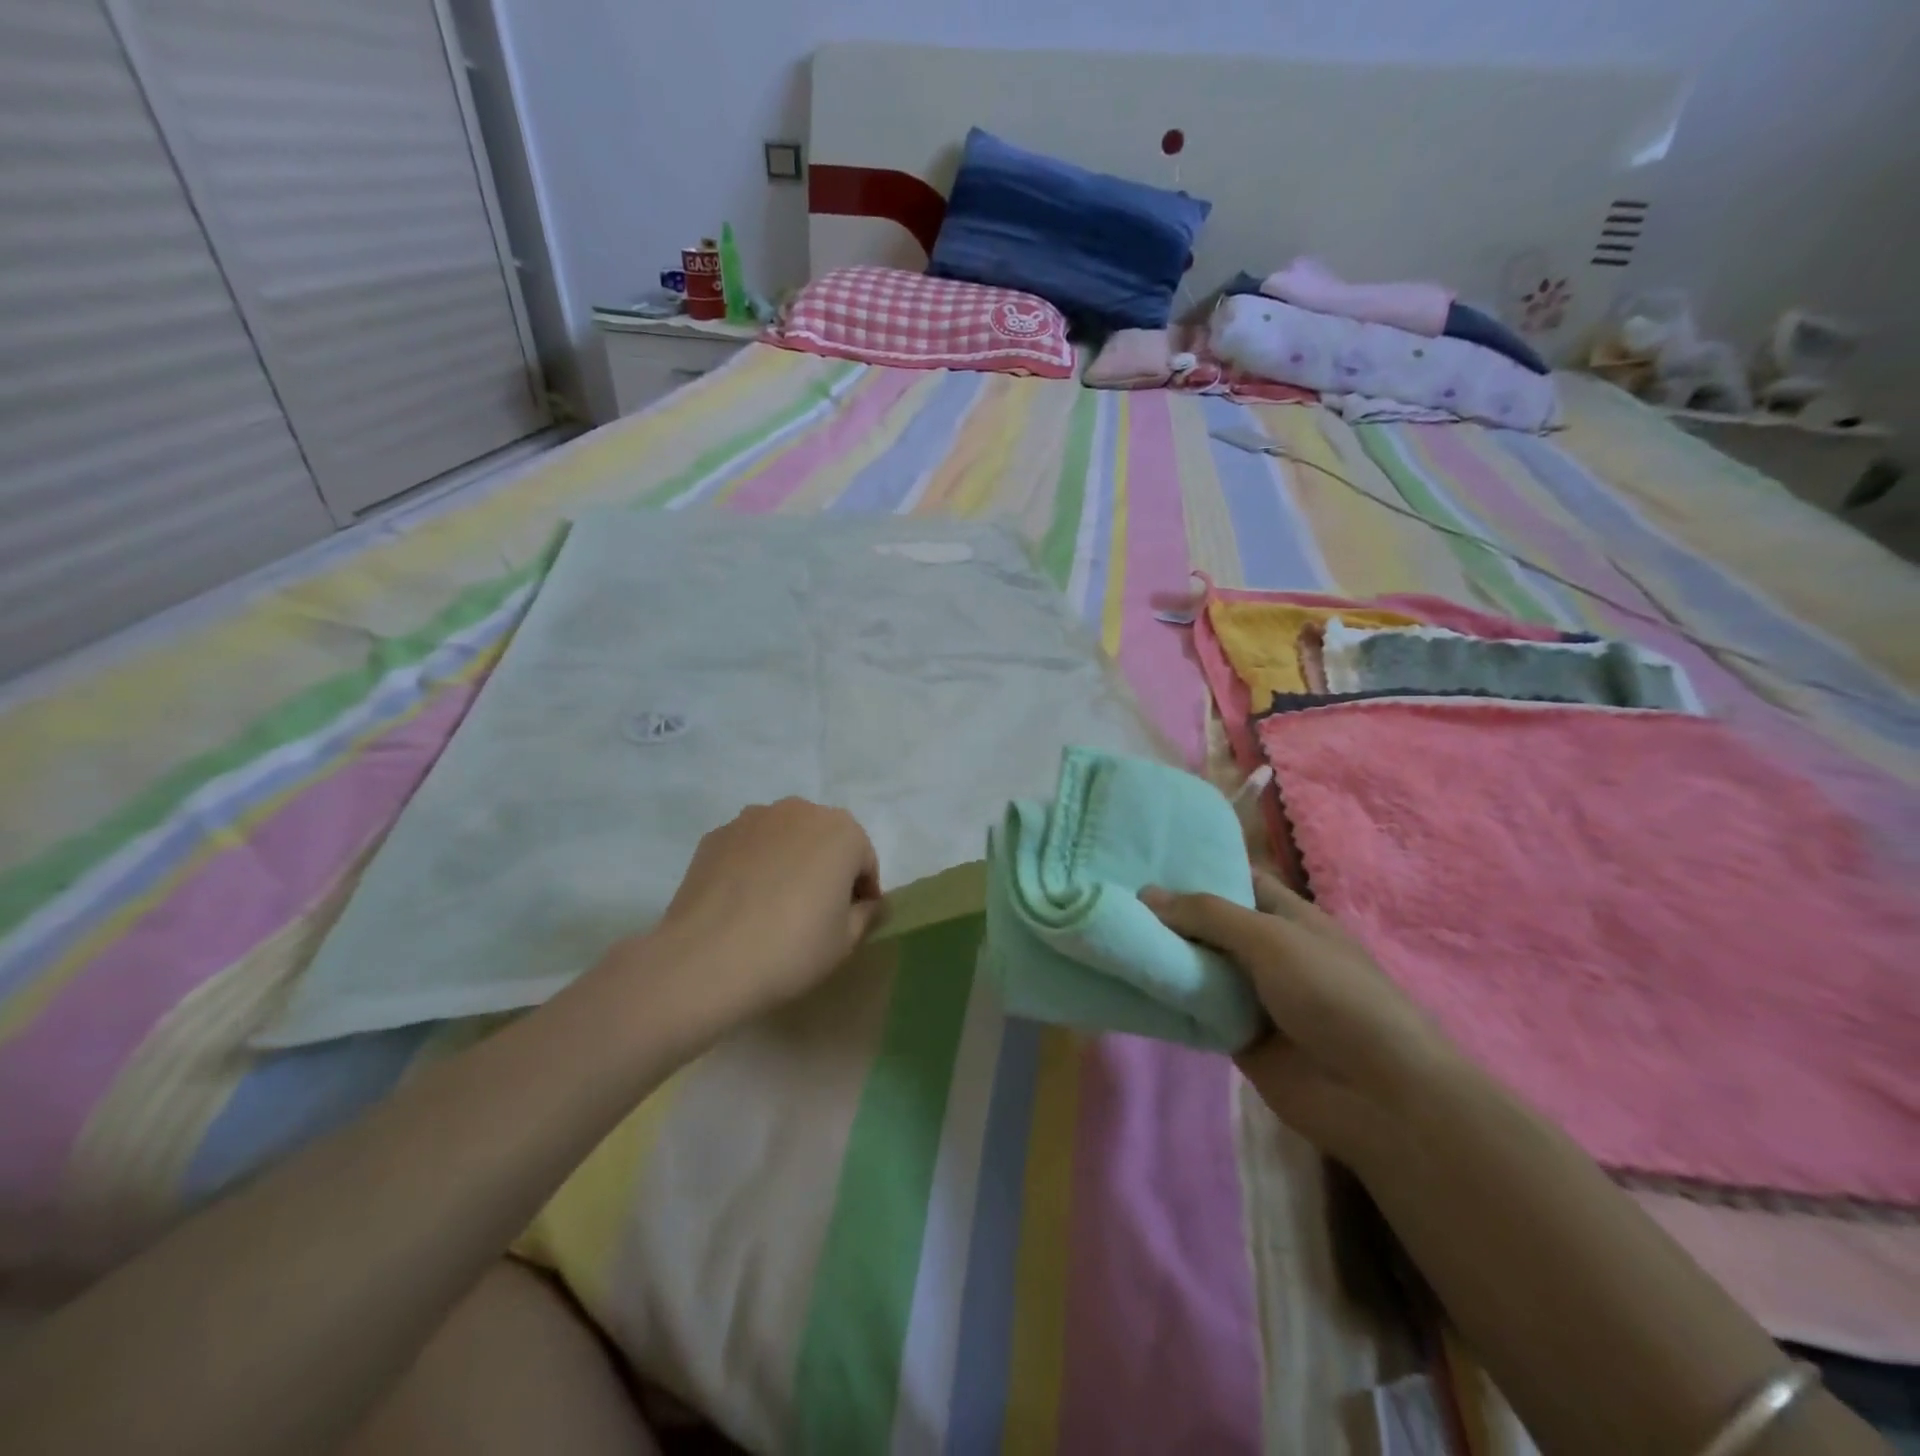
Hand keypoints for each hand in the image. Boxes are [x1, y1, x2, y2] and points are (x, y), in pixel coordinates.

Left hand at [637, 799, 882, 1026]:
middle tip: (816, 912)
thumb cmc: (792, 948)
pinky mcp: (715, 835)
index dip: (863, 893)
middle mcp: (799, 811)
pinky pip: (749, 848)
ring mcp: (752, 819)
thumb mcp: (845, 941)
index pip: (864, 861)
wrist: (705, 960)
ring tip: (775, 905)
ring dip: (788, 862)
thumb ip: (866, 914)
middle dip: (826, 869)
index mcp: (842, 831)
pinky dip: (753, 866)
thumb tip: (866, 904)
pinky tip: (743, 903)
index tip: (854, 920)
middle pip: (824, 840)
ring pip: (784, 839)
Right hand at [1140, 873, 1461, 1163]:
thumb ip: (1208, 914)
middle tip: (1108, 896)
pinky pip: (1194, 1009)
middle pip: (1207, 923)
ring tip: (1105, 934)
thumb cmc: (1333, 995)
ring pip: (1196, 966)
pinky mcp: (1236, 1035)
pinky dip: (1166, 999)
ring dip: (1161, 956)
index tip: (1139, 858)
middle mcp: (1265, 949)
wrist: (1377, 1095)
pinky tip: (1124, 984)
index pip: (1234, 879)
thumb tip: (1146, 894)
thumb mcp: (1271, 938)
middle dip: (1166, 913)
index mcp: (1285, 915)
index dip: (1193, 868)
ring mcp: (1251, 994)